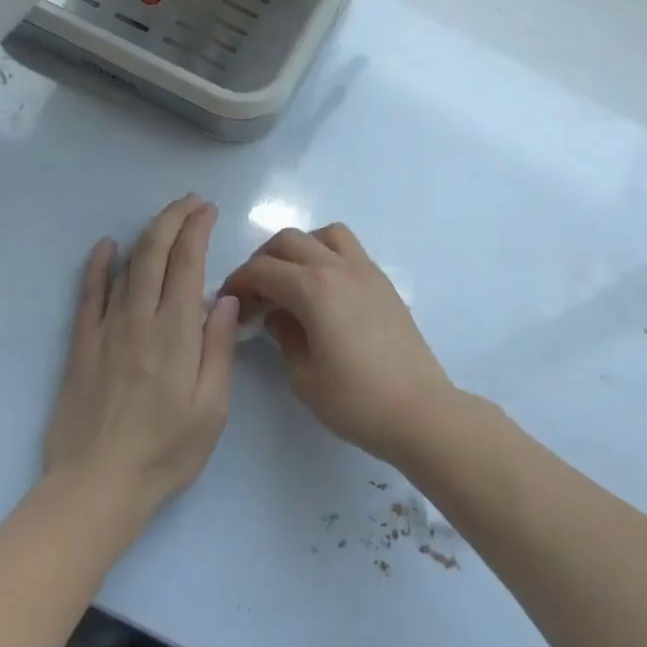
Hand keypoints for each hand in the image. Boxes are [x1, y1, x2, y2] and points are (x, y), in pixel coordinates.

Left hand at [42, 195, 239, 524]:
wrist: (97, 486)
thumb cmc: (167, 451)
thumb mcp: (212, 408)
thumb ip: (219, 349)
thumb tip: (225, 298)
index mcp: (176, 333)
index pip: (187, 263)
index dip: (197, 230)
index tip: (208, 210)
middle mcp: (139, 319)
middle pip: (154, 253)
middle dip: (173, 219)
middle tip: (191, 201)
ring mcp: (106, 330)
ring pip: (125, 266)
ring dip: (146, 234)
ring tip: (165, 217)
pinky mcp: (82, 346)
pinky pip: (88, 294)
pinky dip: (97, 265)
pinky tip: (104, 246)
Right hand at [220, 224, 457, 464]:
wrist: (419, 410)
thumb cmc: (355, 400)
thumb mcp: (303, 376)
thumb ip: (283, 336)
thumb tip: (276, 315)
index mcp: (314, 289)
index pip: (263, 269)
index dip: (238, 282)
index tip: (228, 302)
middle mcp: (339, 268)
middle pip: (290, 240)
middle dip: (264, 260)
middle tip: (255, 293)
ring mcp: (366, 271)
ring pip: (325, 235)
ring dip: (300, 249)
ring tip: (291, 282)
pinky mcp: (384, 283)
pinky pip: (349, 250)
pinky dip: (327, 256)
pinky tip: (323, 292)